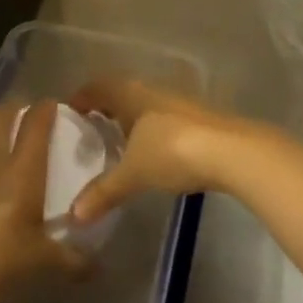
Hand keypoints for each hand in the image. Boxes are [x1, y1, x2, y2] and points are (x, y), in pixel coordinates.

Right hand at [68, 79, 261, 224]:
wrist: (232, 151)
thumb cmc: (173, 151)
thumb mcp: (133, 174)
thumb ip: (104, 192)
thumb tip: (73, 216)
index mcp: (132, 94)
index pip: (99, 86)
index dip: (83, 96)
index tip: (69, 110)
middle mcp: (153, 91)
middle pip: (123, 92)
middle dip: (106, 107)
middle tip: (90, 128)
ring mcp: (180, 103)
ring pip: (146, 105)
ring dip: (131, 118)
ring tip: (119, 142)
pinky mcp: (199, 119)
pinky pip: (164, 118)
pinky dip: (152, 130)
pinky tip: (153, 151)